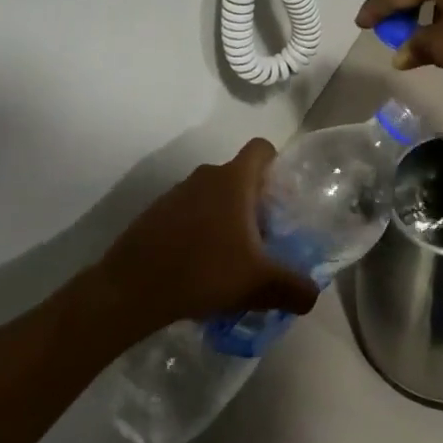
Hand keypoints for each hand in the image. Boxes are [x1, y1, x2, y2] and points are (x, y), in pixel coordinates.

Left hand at [96, 141, 319, 329]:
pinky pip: (187, 213)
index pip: (261, 148)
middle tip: (264, 237)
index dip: (276, 164)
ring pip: (211, 196)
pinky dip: (198, 231)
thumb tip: (313, 295)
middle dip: (253, 202)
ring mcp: (175, 194)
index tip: (282, 196)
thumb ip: (293, 287)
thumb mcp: (258, 284)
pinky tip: (199, 267)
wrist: (129, 290)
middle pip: (238, 176)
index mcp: (233, 180)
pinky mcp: (154, 214)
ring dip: (224, 218)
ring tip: (231, 258)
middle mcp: (205, 176)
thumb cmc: (203, 272)